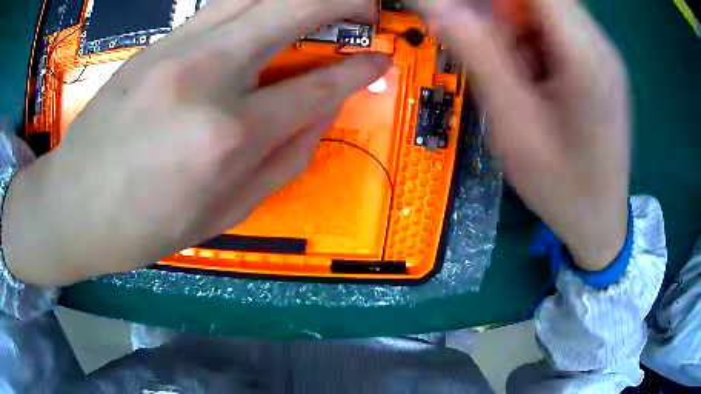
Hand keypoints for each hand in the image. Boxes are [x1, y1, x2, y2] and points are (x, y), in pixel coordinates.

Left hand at [2, 0, 388, 285]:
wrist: (73, 205)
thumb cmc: (144, 226)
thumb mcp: (224, 214)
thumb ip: (284, 160)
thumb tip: (322, 113)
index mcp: (228, 136)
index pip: (317, 86)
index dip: (359, 70)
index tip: (380, 60)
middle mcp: (207, 76)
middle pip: (293, 9)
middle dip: (343, 1)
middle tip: (367, 7)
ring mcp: (176, 50)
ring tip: (326, 3)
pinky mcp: (156, 44)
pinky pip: (221, 8)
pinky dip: (257, 2)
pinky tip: (269, 13)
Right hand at [417, 0, 629, 270]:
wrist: (600, 222)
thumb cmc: (562, 188)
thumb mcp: (515, 127)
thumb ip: (479, 56)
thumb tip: (438, 7)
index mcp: (584, 57)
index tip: (468, 15)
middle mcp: (599, 46)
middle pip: (540, 0)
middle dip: (501, 15)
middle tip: (493, 56)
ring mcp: (601, 55)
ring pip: (545, 12)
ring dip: (517, 31)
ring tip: (517, 78)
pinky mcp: (598, 65)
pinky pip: (555, 32)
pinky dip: (532, 43)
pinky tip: (534, 81)